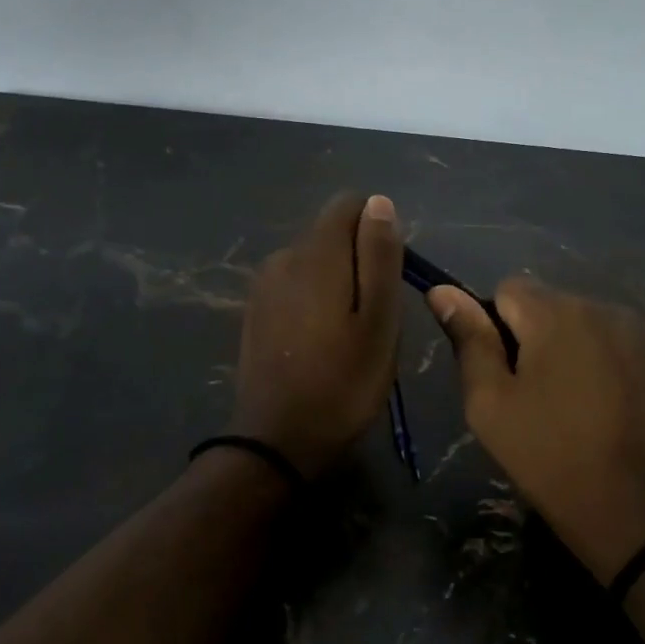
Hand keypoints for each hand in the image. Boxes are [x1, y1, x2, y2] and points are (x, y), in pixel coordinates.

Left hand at [230, 193, 403, 478]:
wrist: (278, 441)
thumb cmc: (343, 383)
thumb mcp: (380, 321)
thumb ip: (380, 257)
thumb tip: (379, 202)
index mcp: (315, 254)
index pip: (348, 204)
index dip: (377, 229)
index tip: (389, 275)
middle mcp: (283, 257)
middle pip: (331, 233)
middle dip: (358, 259)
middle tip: (375, 315)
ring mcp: (263, 285)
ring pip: (313, 261)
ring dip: (337, 282)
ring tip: (350, 332)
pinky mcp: (255, 311)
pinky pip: (294, 285)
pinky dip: (314, 299)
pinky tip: (321, 341)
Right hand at [429, 278, 644, 582]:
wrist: (639, 514)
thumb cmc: (549, 457)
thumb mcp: (490, 404)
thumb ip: (469, 340)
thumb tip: (441, 289)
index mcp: (554, 313)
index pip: (509, 290)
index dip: (497, 327)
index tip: (505, 373)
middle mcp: (605, 308)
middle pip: (556, 307)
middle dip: (541, 339)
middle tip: (540, 399)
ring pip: (596, 326)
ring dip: (582, 351)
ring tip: (583, 407)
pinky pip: (634, 348)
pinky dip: (621, 367)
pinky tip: (622, 410)